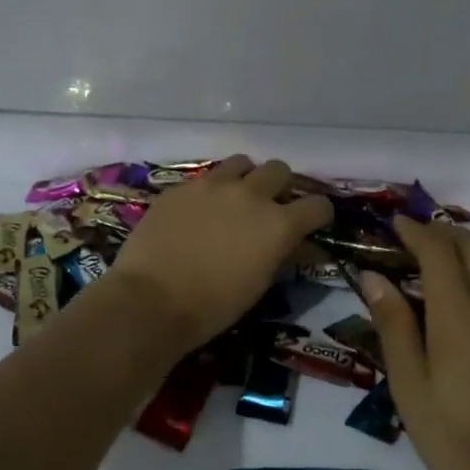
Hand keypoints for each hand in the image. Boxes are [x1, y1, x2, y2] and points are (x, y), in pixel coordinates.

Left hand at [108, 156, 332, 351]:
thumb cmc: (213, 305)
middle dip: (280, 187)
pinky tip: (199, 212)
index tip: (312, 224)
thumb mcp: (259, 284)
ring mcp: (213, 185)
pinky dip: (211, 190)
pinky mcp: (182, 186)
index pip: (317, 205)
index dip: (319, 215)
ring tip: (234, 200)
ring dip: (245, 178)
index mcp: (278, 223)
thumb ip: (284, 255)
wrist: (151, 300)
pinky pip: (206, 177)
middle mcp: (250, 194)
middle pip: (279, 170)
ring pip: (242, 163)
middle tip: (270, 208)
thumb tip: (303, 246)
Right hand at [362, 220, 469, 469]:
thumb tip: (374, 277)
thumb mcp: (409, 386)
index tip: (398, 224)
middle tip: (423, 239)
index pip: (438, 252)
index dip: (417, 232)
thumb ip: (393, 326)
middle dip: (446, 234)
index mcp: (458, 315)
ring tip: (461, 255)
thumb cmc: (455, 436)